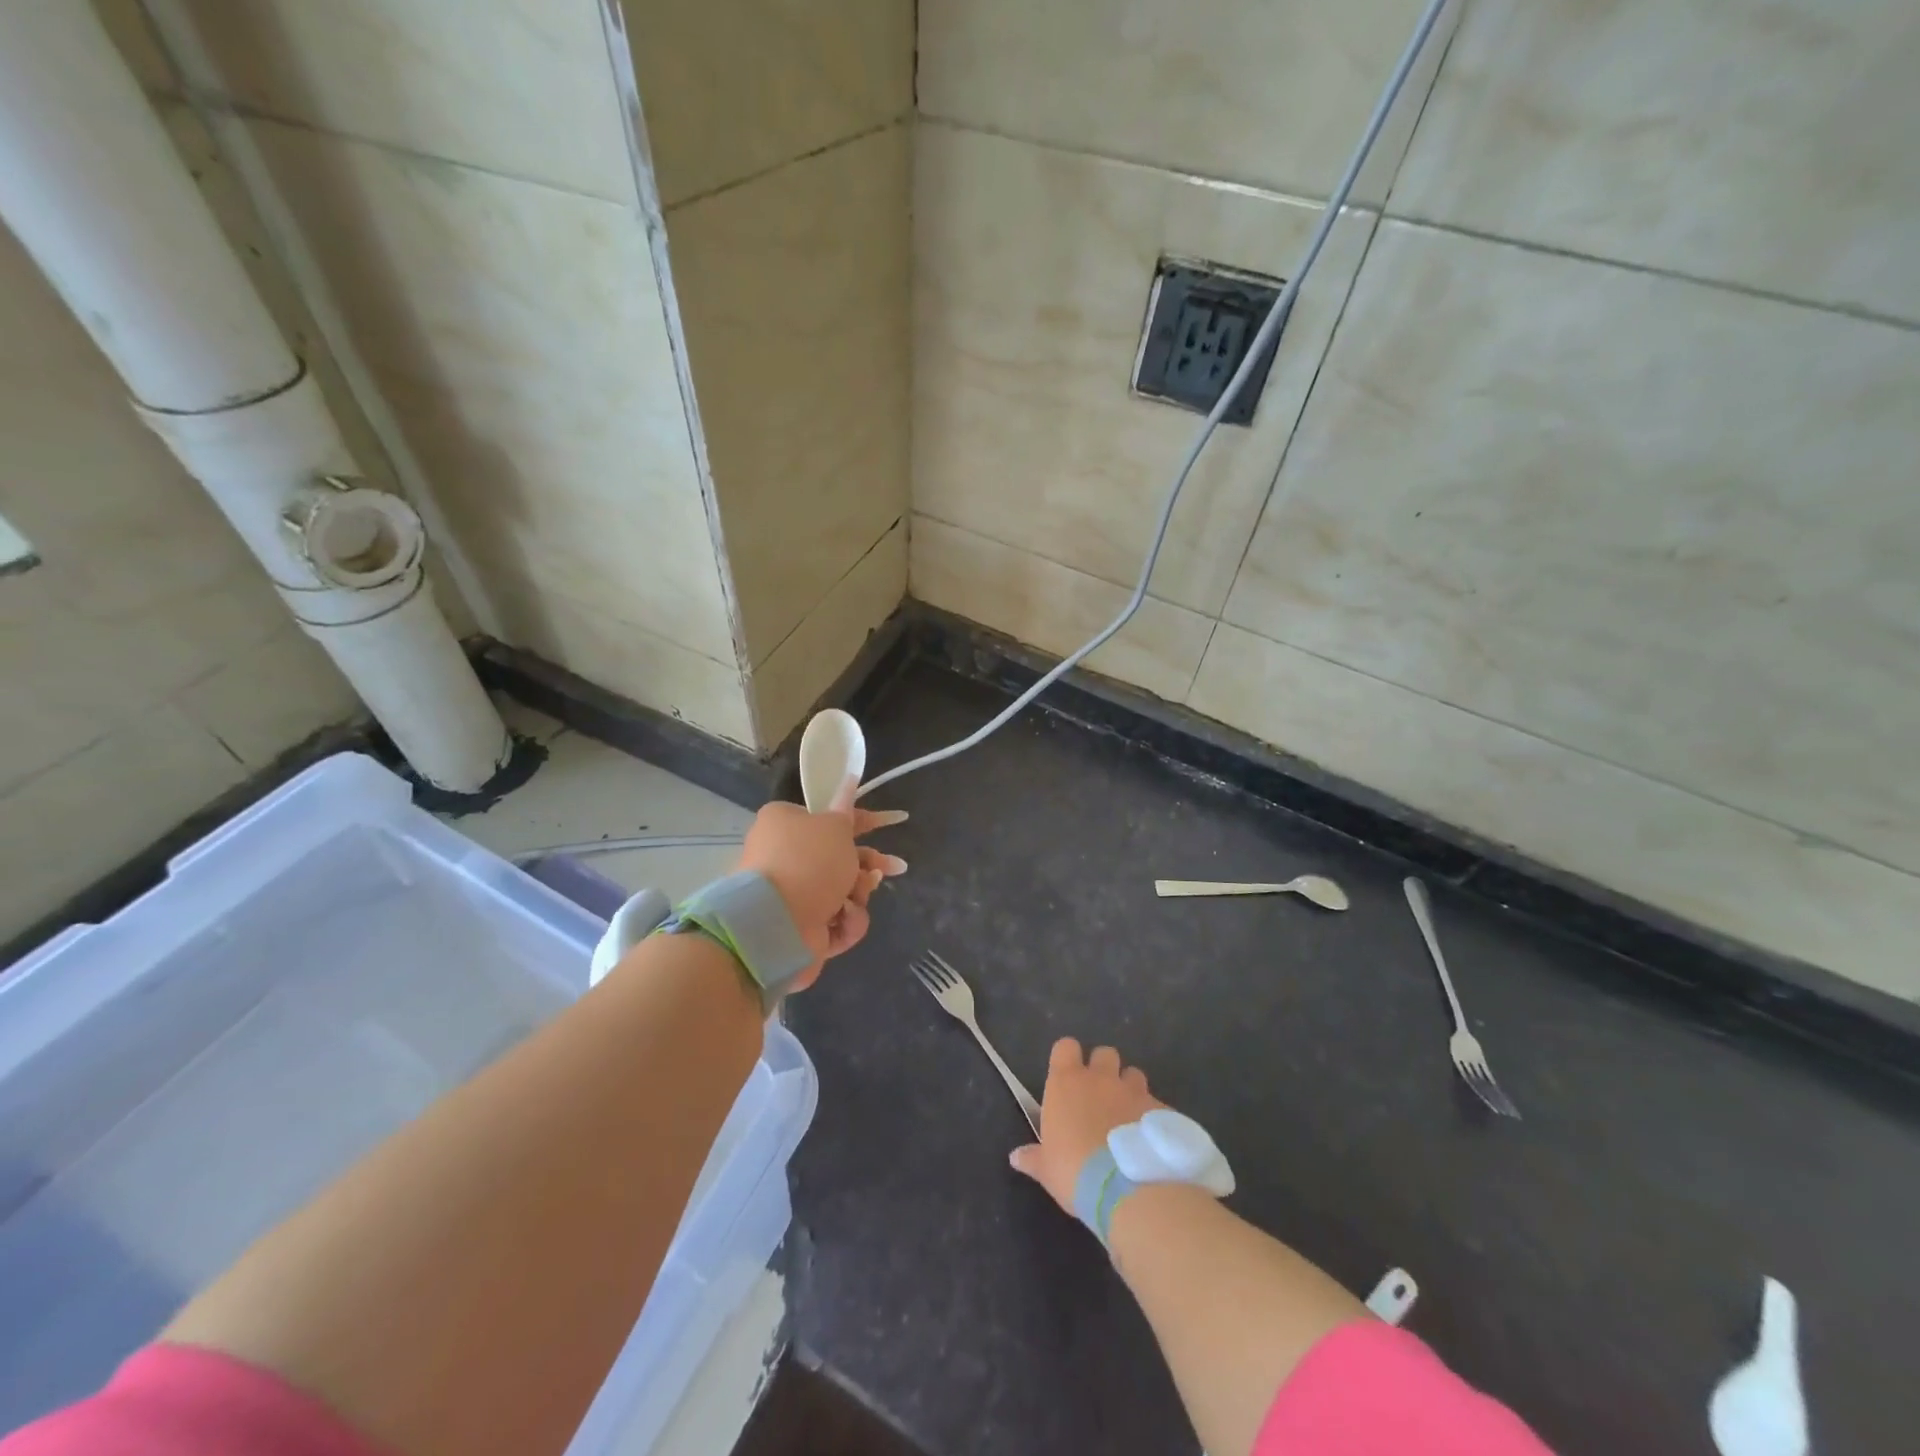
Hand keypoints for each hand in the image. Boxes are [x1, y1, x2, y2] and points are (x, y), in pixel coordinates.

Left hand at [736, 781, 906, 991]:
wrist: (776, 923)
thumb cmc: (809, 862)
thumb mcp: (835, 826)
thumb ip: (847, 808)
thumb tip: (848, 775)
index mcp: (786, 824)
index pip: (832, 817)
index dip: (865, 820)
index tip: (894, 821)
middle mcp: (786, 857)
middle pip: (840, 857)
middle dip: (867, 865)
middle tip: (894, 868)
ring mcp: (793, 895)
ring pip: (843, 890)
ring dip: (857, 893)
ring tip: (855, 897)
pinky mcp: (802, 927)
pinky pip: (837, 919)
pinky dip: (845, 920)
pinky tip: (843, 919)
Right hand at [1010, 1039, 1164, 1211]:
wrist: (1126, 1187)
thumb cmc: (1074, 1171)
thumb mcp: (1047, 1169)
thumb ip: (1033, 1158)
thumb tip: (1015, 1157)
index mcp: (1067, 1083)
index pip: (1066, 1047)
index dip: (1067, 1057)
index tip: (1067, 1076)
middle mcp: (1100, 1078)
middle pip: (1104, 1053)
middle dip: (1103, 1069)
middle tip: (1100, 1097)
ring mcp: (1133, 1091)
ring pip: (1133, 1074)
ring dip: (1129, 1089)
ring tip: (1127, 1116)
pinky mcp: (1159, 1109)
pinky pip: (1154, 1103)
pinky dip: (1150, 1116)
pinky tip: (1148, 1140)